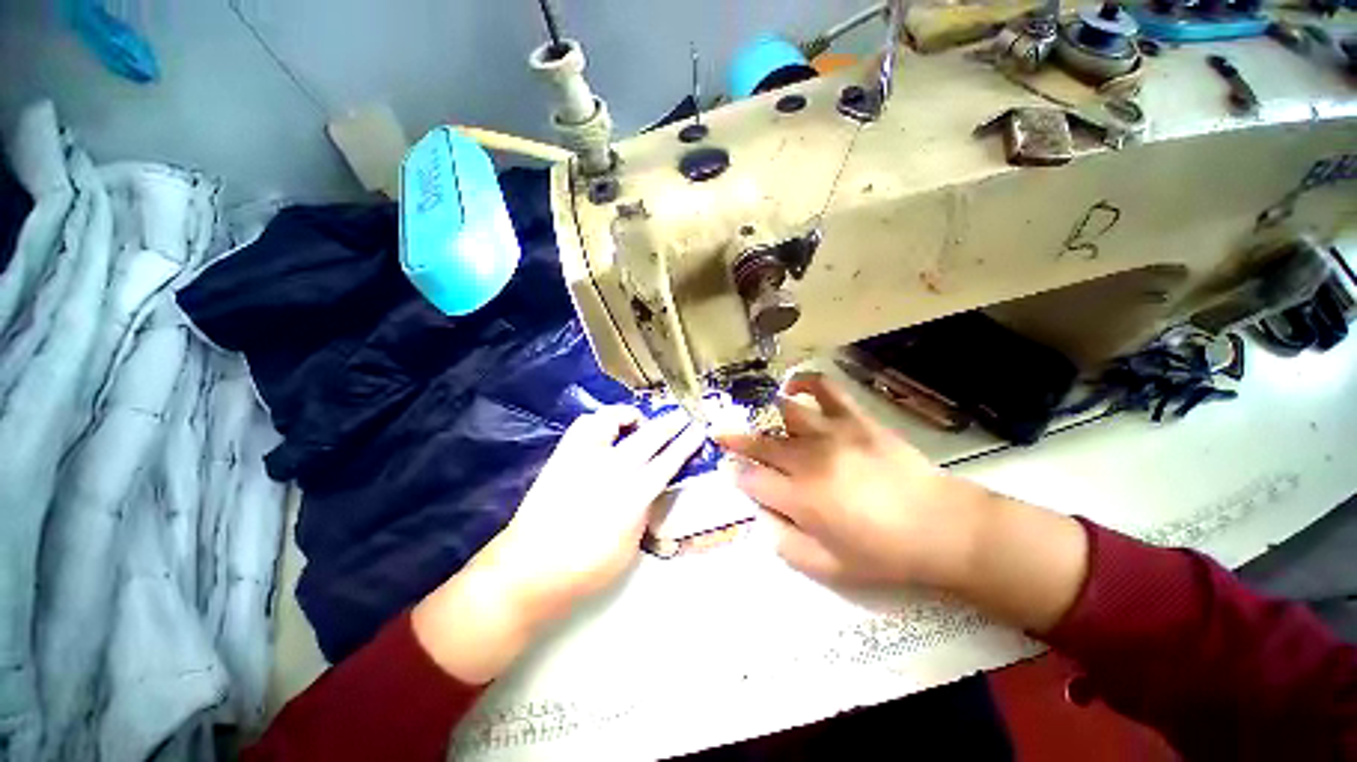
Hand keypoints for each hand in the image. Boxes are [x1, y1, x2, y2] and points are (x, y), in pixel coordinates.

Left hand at [413, 406, 704, 681]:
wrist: (529, 570)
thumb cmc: (586, 569)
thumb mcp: (630, 546)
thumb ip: (644, 512)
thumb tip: (651, 490)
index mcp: (633, 495)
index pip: (668, 462)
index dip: (686, 444)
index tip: (698, 430)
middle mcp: (612, 469)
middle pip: (649, 436)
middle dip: (670, 423)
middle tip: (682, 416)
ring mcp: (585, 457)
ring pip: (613, 419)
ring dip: (631, 417)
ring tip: (637, 423)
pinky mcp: (563, 455)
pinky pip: (585, 424)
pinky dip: (600, 421)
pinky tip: (605, 431)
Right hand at [718, 373, 1087, 632]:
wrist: (944, 527)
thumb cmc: (885, 553)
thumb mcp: (828, 568)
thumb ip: (784, 543)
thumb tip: (761, 516)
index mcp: (799, 498)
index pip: (751, 479)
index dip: (737, 475)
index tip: (733, 473)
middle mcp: (808, 459)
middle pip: (760, 444)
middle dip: (735, 441)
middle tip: (720, 435)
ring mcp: (831, 433)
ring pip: (783, 413)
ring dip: (763, 415)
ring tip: (754, 413)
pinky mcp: (854, 419)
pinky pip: (825, 389)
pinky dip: (804, 382)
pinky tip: (793, 386)